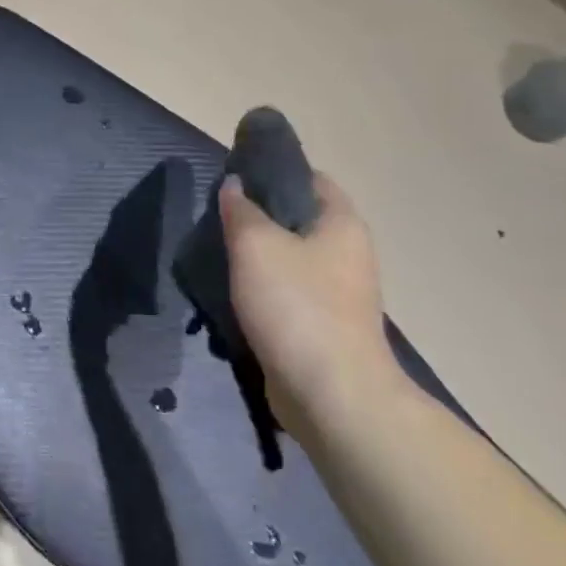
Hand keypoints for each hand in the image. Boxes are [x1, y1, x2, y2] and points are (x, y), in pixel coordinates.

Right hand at [222, 171, 406, 430]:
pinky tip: (232, 293)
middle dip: (259, 214)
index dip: (274, 170)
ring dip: (258, 256)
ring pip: (291, 258)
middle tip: (218, 214)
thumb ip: (241, 209)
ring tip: (217, 252)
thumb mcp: (256, 244)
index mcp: (342, 223)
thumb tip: (235, 185)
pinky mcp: (325, 327)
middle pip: (299, 218)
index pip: (310, 177)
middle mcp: (349, 253)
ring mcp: (340, 293)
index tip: (236, 173)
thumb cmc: (297, 305)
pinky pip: (290, 294)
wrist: (332, 396)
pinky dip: (264, 290)